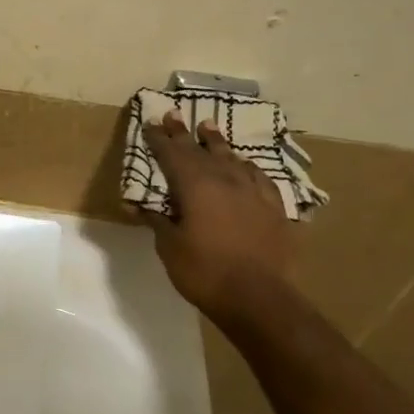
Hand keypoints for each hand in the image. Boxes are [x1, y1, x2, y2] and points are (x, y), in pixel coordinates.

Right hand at [139, 113, 295, 328]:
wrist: (258, 298)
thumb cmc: (204, 272)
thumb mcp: (169, 247)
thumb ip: (157, 221)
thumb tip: (139, 206)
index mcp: (196, 187)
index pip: (173, 155)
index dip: (160, 140)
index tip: (151, 124)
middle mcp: (225, 181)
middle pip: (201, 151)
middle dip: (184, 134)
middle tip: (174, 115)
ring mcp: (253, 193)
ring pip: (232, 159)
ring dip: (217, 143)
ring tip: (208, 127)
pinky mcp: (274, 209)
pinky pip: (258, 178)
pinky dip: (246, 168)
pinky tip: (245, 166)